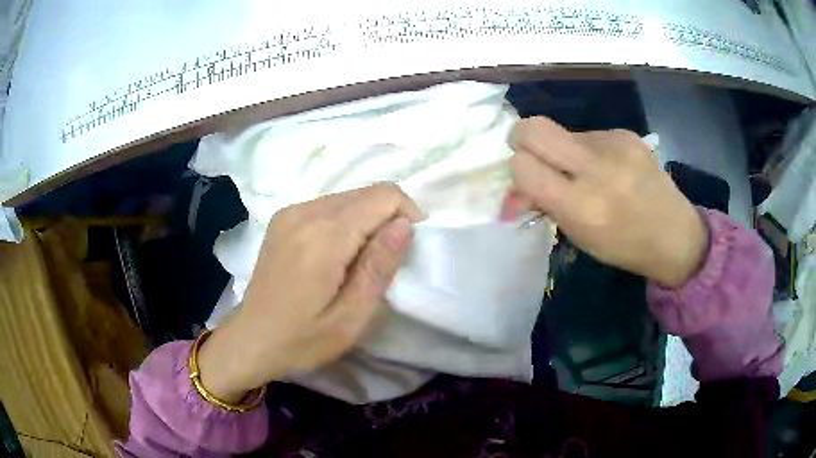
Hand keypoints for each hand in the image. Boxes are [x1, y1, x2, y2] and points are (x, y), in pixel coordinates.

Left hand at [198, 183, 422, 402]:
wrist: (251, 339)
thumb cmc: (302, 339)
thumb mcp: (350, 317)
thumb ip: (378, 267)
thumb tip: (405, 224)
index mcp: (323, 237)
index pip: (384, 196)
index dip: (407, 215)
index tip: (407, 249)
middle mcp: (305, 212)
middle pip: (367, 193)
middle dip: (388, 219)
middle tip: (384, 262)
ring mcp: (290, 212)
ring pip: (349, 197)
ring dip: (367, 222)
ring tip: (360, 262)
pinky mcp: (283, 218)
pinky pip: (328, 205)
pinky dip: (345, 223)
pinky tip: (337, 256)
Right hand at [503, 117, 706, 288]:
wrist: (675, 235)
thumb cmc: (624, 246)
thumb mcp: (579, 236)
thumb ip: (544, 206)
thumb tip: (512, 194)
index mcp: (582, 206)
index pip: (523, 166)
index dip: (517, 171)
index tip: (527, 182)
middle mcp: (597, 168)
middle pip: (533, 128)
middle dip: (522, 140)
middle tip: (533, 157)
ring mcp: (614, 144)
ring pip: (563, 132)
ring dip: (563, 151)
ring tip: (586, 174)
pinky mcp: (626, 133)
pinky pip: (589, 135)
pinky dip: (587, 150)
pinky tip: (607, 168)